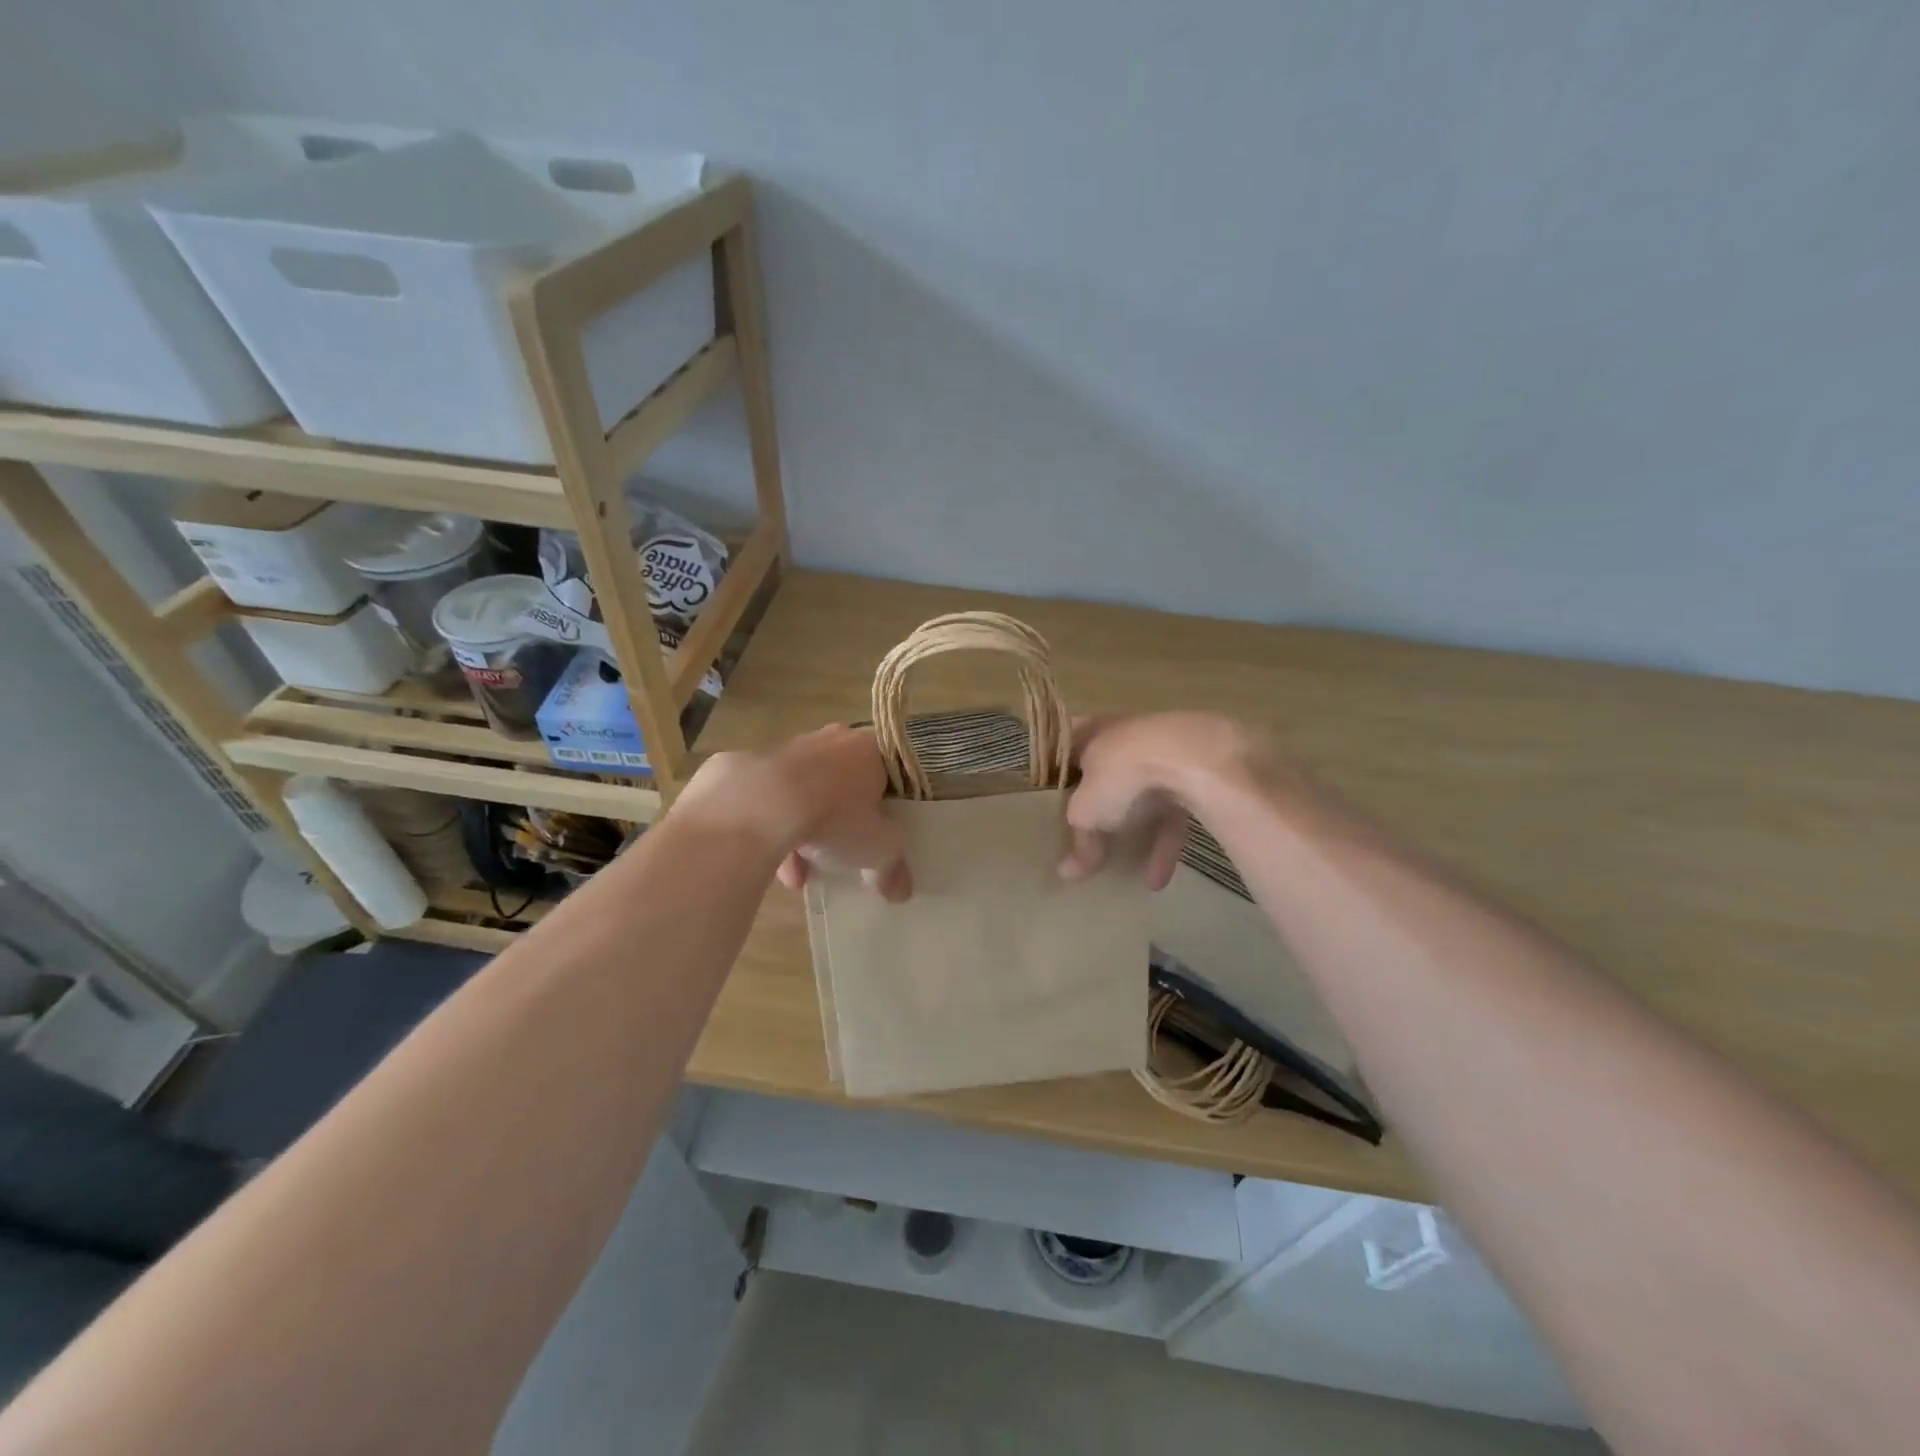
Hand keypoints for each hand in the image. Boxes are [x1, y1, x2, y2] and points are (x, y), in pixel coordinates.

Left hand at [769, 726, 912, 901]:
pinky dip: (775, 830)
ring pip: (804, 792)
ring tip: (801, 876)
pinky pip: (771, 800)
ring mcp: (788, 748)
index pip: (888, 773)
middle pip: (844, 782)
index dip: (886, 805)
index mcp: (870, 749)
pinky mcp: (751, 765)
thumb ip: (893, 867)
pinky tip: (774, 868)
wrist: (761, 804)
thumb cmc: (836, 816)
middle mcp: (832, 740)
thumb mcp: (878, 848)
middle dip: (842, 819)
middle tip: (843, 851)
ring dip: (805, 831)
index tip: (880, 832)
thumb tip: (902, 892)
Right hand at [1058, 712, 1267, 888]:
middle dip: (1100, 802)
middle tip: (1087, 829)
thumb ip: (1079, 839)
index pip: (1066, 743)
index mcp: (1091, 732)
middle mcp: (1125, 737)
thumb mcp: (1087, 812)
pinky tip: (1158, 880)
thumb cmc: (1120, 773)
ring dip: (1137, 834)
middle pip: (1106, 771)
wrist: (1190, 757)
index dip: (1056, 766)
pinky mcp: (1194, 775)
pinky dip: (1164, 845)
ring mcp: (1162, 754)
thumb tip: (1067, 872)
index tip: (1049, 790)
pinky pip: (1174, 813)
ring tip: (1126, 873)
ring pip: (1143, 796)